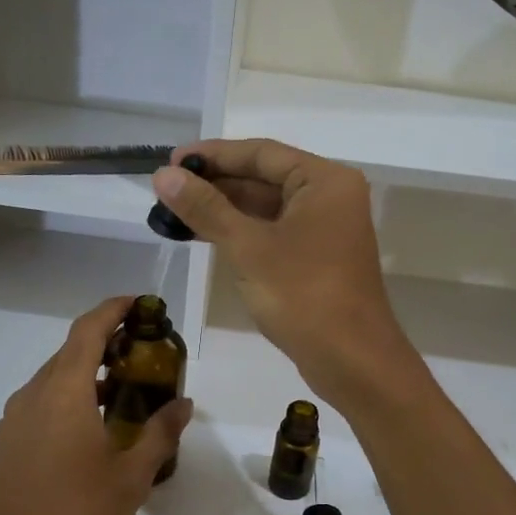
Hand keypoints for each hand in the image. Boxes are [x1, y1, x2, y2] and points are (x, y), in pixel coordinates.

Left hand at [0, 297, 191, 514]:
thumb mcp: (130, 477)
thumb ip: (159, 434)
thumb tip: (183, 404)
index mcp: (64, 391)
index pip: (88, 330)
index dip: (113, 309)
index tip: (138, 303)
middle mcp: (32, 395)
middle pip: (70, 352)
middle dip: (104, 344)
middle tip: (141, 354)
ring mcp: (12, 421)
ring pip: (53, 381)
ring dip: (86, 376)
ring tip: (121, 394)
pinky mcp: (3, 446)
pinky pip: (39, 406)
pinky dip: (67, 401)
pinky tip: (88, 432)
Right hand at [152, 139, 418, 405]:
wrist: (352, 361)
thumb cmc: (303, 296)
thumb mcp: (248, 248)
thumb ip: (206, 208)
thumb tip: (163, 175)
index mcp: (324, 181)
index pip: (261, 153)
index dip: (214, 155)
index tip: (172, 161)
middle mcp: (330, 197)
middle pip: (264, 177)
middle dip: (216, 183)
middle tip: (167, 188)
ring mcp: (325, 229)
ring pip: (267, 207)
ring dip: (224, 209)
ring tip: (176, 211)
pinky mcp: (317, 258)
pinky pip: (274, 232)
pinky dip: (241, 232)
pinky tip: (206, 235)